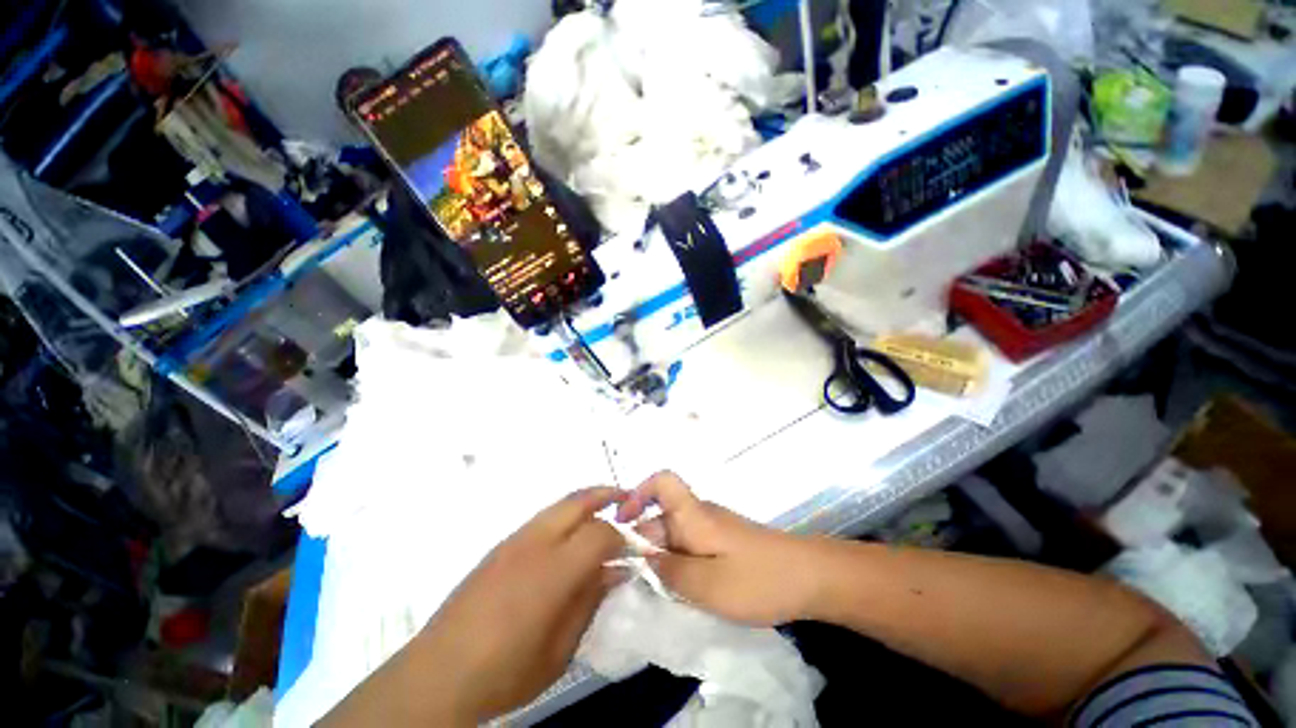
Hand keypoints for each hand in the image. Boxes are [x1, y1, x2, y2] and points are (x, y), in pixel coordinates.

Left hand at [322, 487, 626, 726]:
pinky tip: (569, 536)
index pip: (600, 532)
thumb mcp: (561, 649)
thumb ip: (591, 601)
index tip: (634, 548)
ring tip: (603, 511)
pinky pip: (542, 518)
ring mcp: (514, 540)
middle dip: (606, 495)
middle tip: (627, 499)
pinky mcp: (500, 546)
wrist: (437, 675)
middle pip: (579, 500)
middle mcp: (535, 543)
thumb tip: (615, 570)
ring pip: (559, 505)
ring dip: (586, 502)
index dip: (622, 537)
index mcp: (553, 570)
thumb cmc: (506, 671)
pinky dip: (565, 516)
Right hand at [616, 471, 824, 625]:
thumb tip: (642, 557)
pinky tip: (684, 592)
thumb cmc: (757, 579)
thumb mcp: (707, 585)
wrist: (811, 578)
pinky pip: (691, 547)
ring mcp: (714, 529)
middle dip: (644, 544)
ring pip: (676, 536)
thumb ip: (669, 571)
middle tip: (634, 581)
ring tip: (658, 592)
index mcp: (693, 514)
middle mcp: (700, 515)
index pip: (663, 481)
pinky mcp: (725, 543)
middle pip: (662, 516)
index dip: (639, 492)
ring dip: (663, 559)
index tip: (623, 522)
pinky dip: (681, 565)